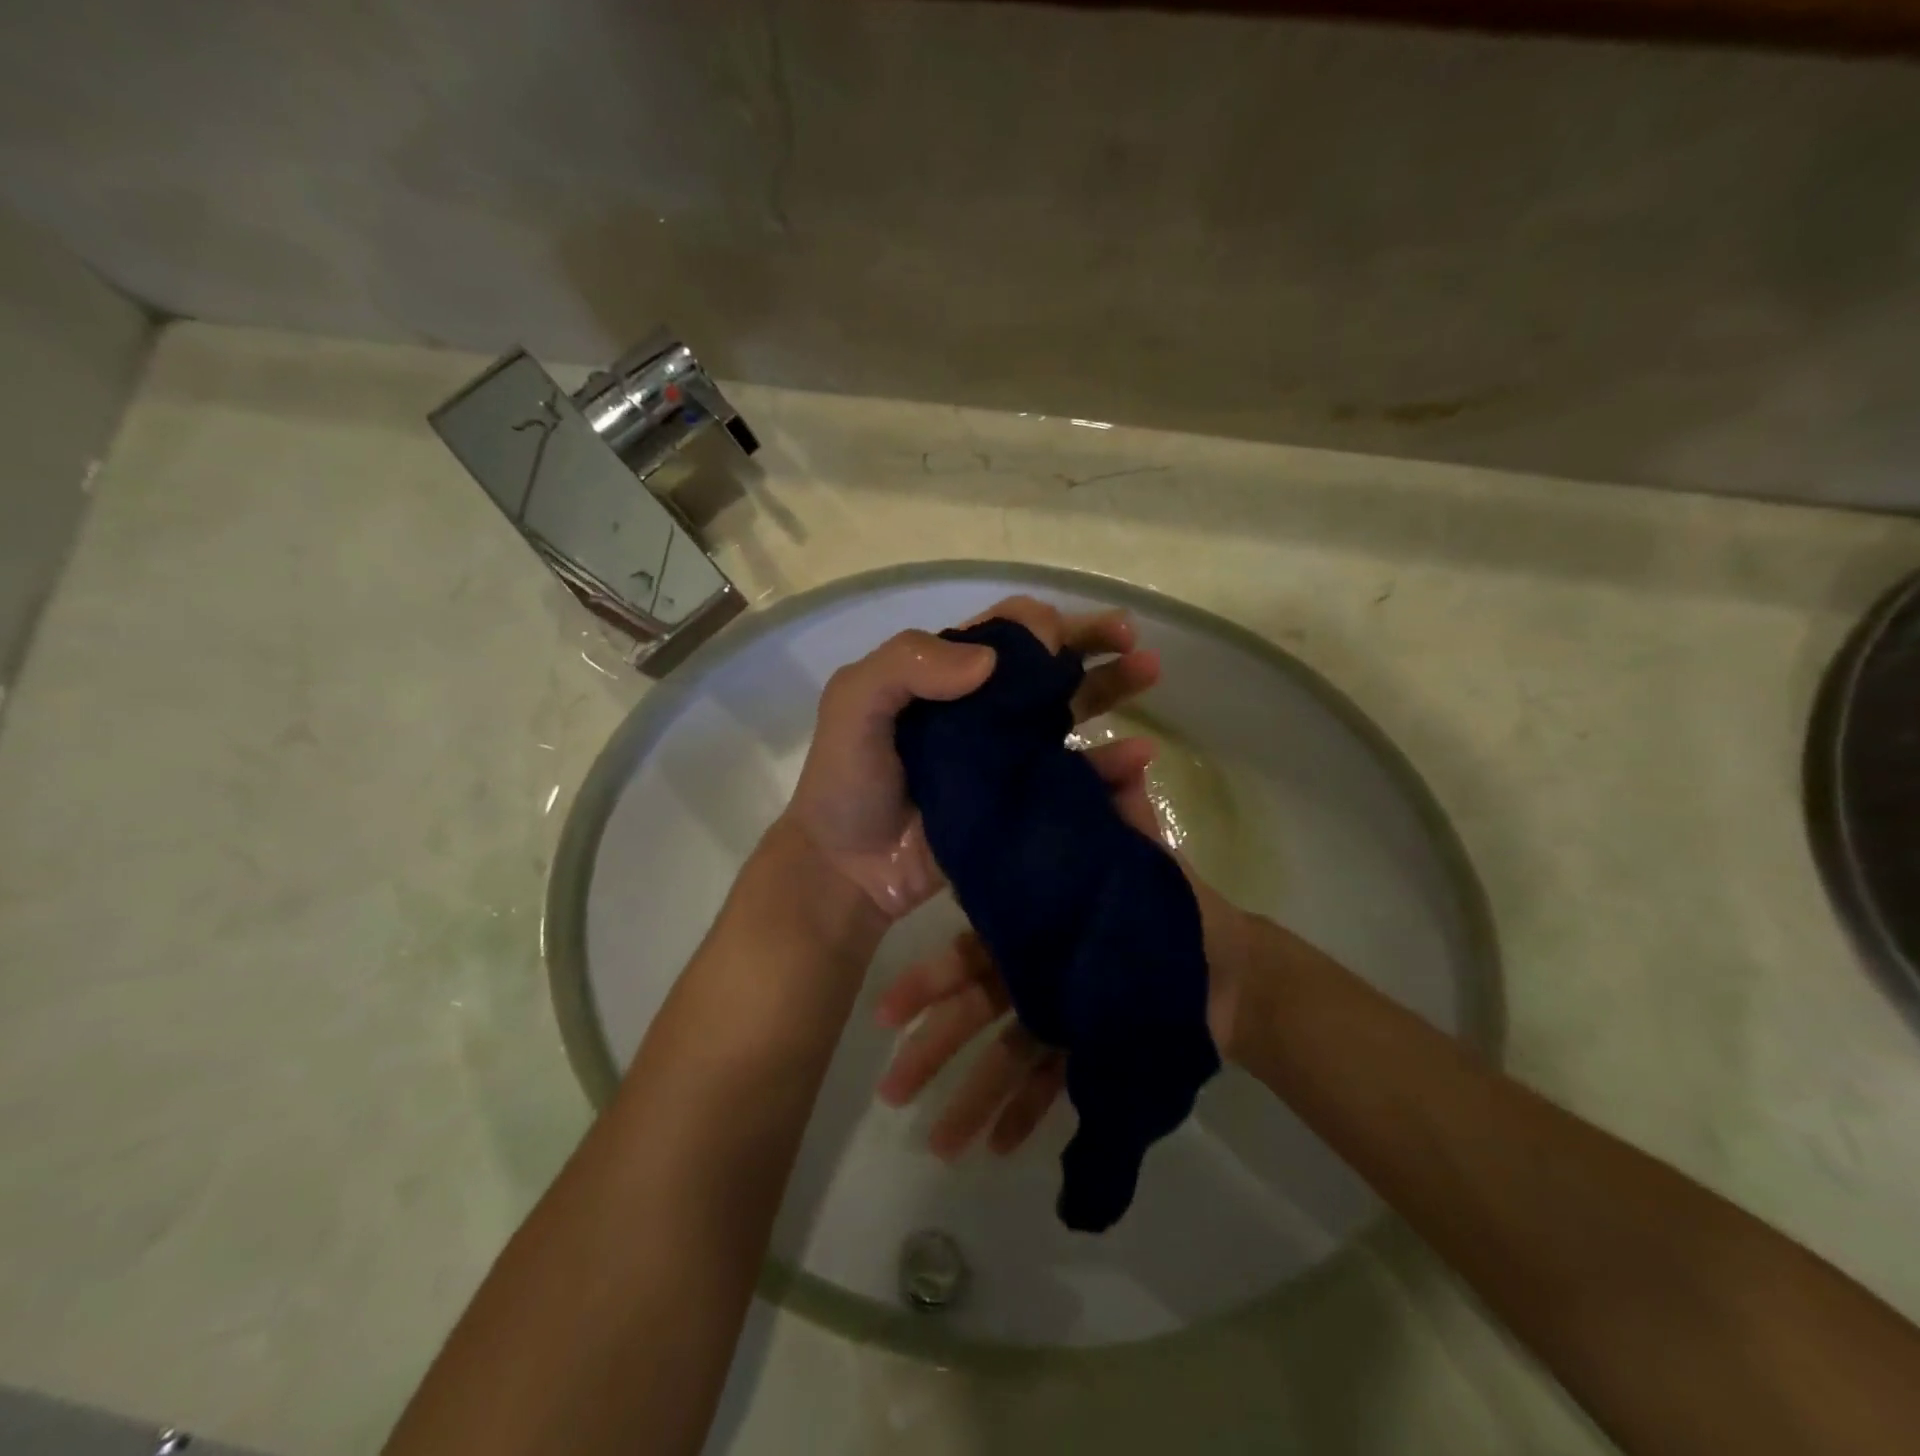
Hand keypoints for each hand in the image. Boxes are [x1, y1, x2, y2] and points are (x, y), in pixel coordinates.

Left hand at [780, 595, 1160, 918]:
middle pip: (1046, 664)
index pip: (1002, 633)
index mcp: (943, 675)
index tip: (1063, 636)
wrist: (849, 871)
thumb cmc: (848, 784)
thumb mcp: (854, 705)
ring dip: (1112, 687)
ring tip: (1150, 671)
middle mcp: (981, 708)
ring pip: (1069, 709)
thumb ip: (906, 665)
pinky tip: (1138, 756)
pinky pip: (1075, 774)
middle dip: (1090, 642)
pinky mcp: (1024, 800)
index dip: (1038, 624)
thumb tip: (989, 660)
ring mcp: (1007, 755)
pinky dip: (1110, 762)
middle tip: (1131, 638)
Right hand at [872, 746, 1248, 1159]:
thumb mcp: (1142, 858)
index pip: (970, 953)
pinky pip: (1052, 1086)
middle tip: (891, 1092)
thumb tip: (1130, 756)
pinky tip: (1000, 1150)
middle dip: (932, 1052)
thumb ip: (1126, 815)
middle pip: (974, 1014)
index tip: (887, 1013)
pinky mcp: (1086, 1051)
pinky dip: (1029, 1114)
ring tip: (938, 1147)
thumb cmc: (1172, 907)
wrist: (1227, 966)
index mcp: (1035, 925)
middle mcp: (1034, 971)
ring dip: (971, 1100)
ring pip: (1005, 1058)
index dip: (928, 983)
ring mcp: (1058, 1015)